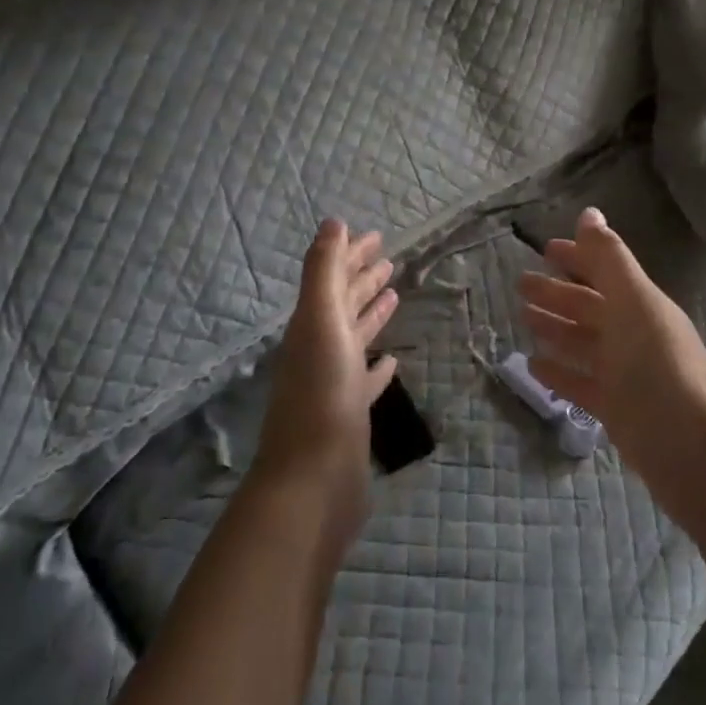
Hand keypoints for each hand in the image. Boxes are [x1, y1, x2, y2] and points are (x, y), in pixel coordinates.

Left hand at [253, 220, 400, 557]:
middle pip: (343, 304)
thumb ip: (324, 271)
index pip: (333, 278)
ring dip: (372, 314)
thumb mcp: (320, 321)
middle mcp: (320, 349)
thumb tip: (333, 222)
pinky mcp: (351, 416)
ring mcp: (335, 385)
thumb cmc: (321, 395)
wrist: (314, 482)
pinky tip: (392, 361)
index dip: (351, 255)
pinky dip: (378, 366)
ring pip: (355, 338)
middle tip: (389, 257)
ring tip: (394, 294)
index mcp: (311, 325)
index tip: (376, 236)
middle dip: (363, 278)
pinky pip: (366, 380)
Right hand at [517, 207, 705, 482]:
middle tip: (521, 285)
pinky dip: (559, 371)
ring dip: (555, 328)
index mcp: (642, 304)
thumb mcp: (635, 305)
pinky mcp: (618, 410)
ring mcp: (626, 374)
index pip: (605, 271)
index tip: (545, 248)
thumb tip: (589, 211)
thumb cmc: (661, 370)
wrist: (698, 456)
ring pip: (584, 343)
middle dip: (558, 293)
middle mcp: (635, 334)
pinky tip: (533, 365)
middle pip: (590, 306)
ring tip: (523, 318)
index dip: (578, 257)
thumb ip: (609, 259)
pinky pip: (581, 383)